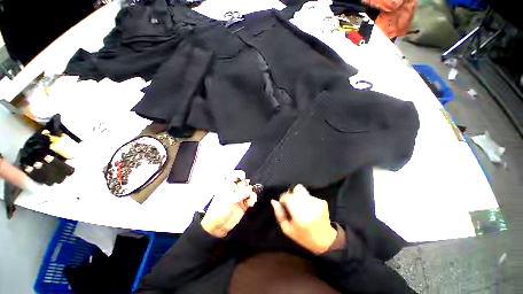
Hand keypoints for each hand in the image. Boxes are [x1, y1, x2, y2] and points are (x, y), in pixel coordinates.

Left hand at [201, 170, 256, 237]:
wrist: (217, 226)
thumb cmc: (218, 210)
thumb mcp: (229, 199)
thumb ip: (241, 193)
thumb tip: (250, 189)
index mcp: (228, 186)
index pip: (235, 175)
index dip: (240, 174)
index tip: (244, 177)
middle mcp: (234, 190)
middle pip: (244, 183)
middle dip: (247, 185)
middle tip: (247, 190)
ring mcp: (239, 197)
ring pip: (249, 191)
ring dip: (252, 193)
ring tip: (251, 198)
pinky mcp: (243, 204)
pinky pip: (250, 199)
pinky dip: (252, 200)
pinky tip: (251, 203)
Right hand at [271, 184, 336, 254]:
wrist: (326, 241)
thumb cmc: (303, 237)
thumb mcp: (287, 230)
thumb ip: (279, 214)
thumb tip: (273, 201)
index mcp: (300, 215)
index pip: (287, 196)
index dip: (283, 199)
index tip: (284, 205)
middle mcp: (309, 206)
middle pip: (297, 189)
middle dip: (292, 194)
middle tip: (292, 204)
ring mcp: (317, 203)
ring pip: (303, 191)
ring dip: (299, 197)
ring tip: (301, 208)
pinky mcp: (323, 202)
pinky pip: (309, 195)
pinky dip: (307, 200)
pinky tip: (309, 210)